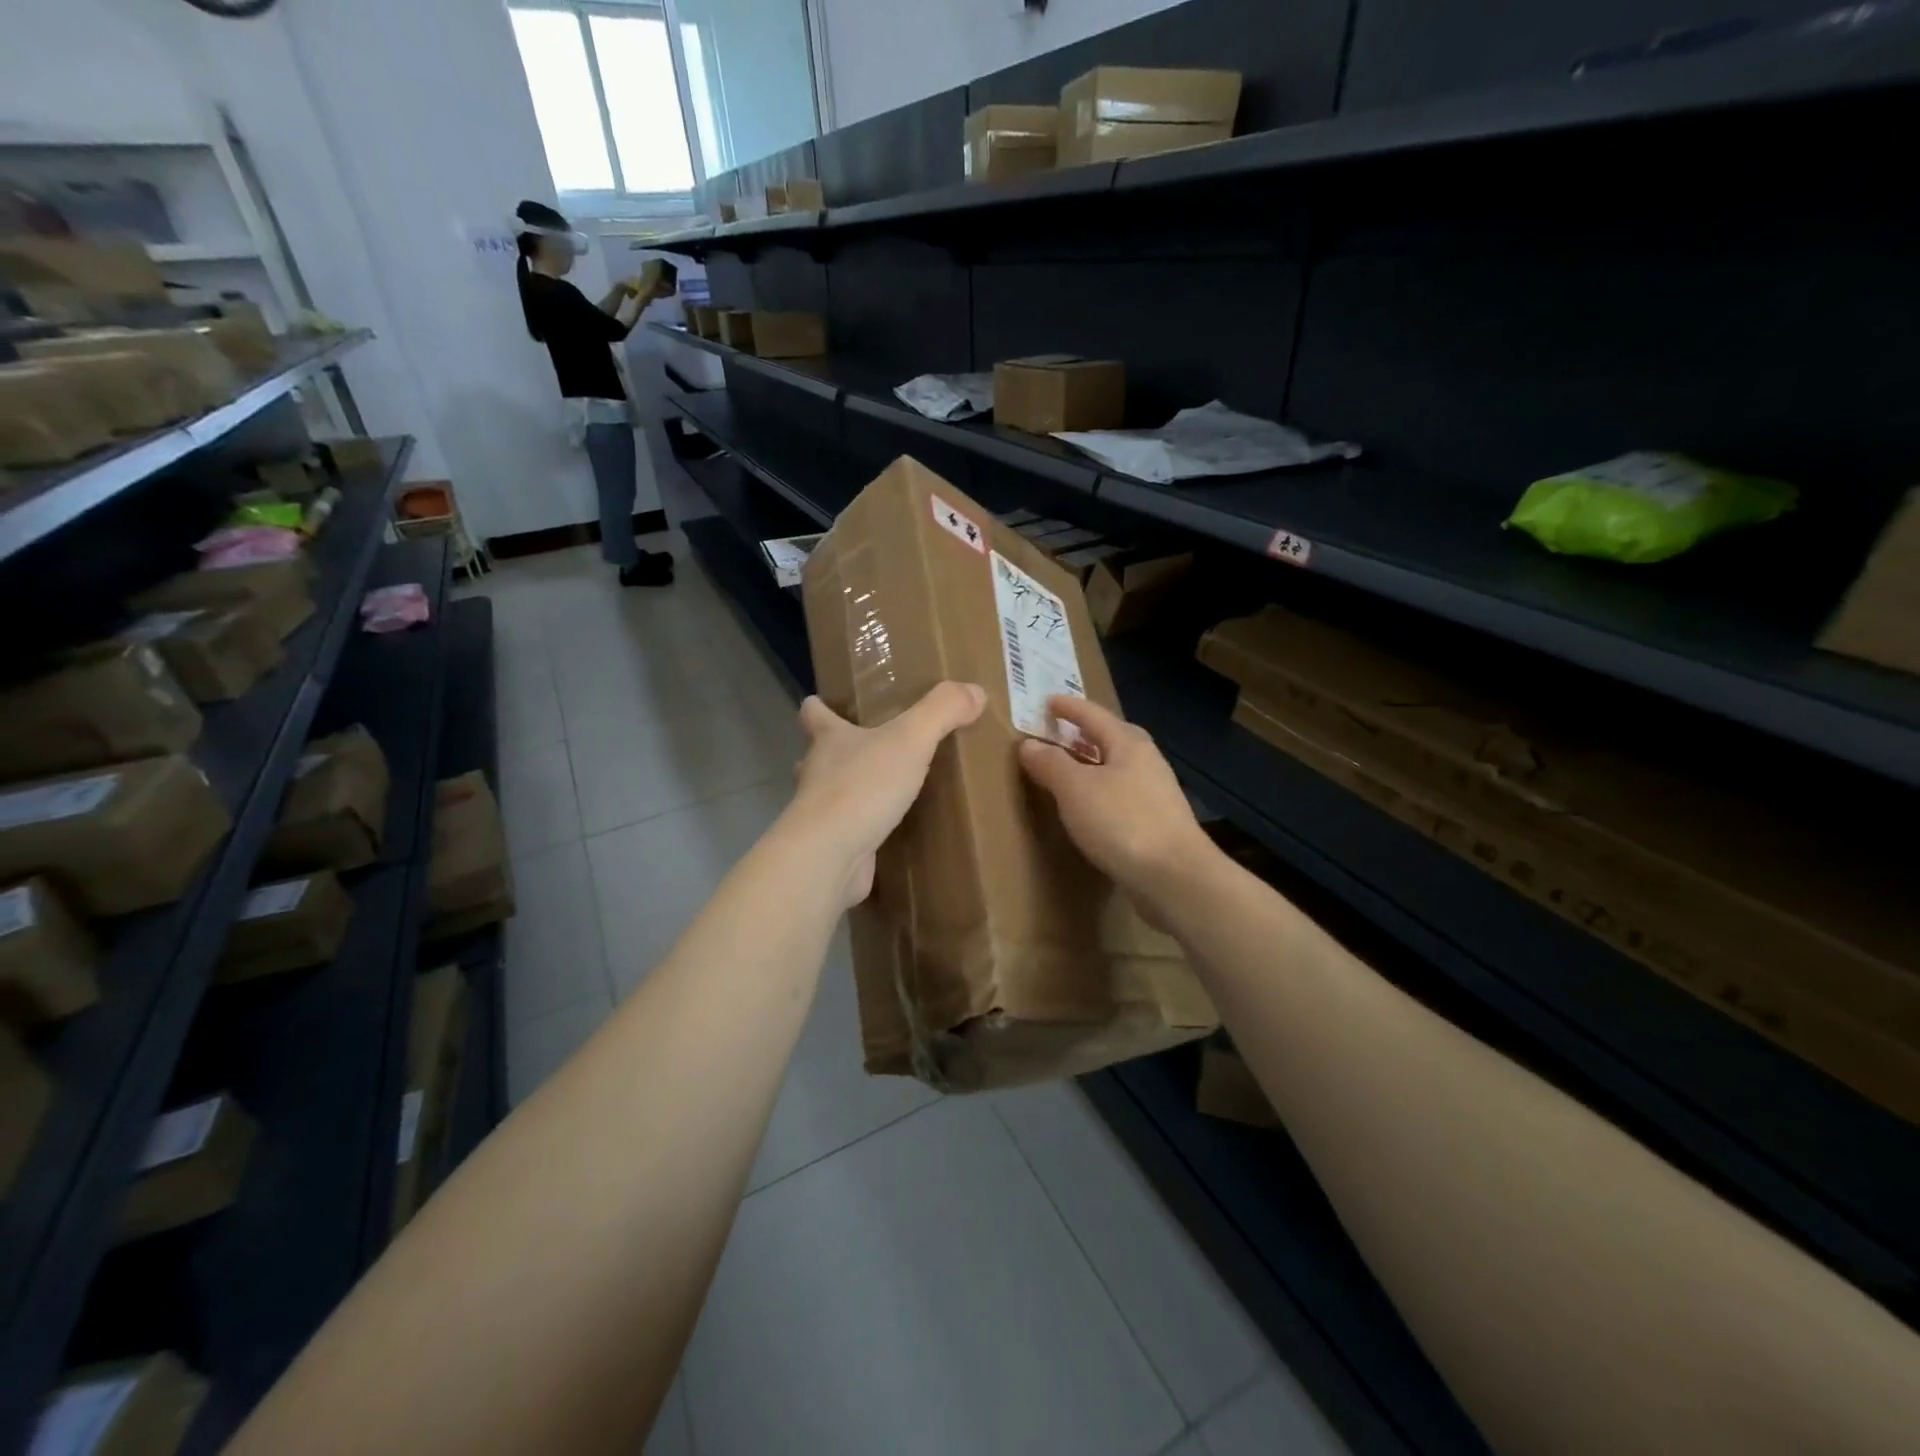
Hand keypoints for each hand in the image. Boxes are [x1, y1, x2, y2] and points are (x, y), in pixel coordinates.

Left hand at [784, 682, 986, 905]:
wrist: (830, 855)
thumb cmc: (862, 786)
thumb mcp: (910, 739)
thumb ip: (942, 711)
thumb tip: (975, 690)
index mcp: (829, 740)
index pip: (814, 714)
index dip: (818, 706)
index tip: (821, 701)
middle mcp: (818, 773)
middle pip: (818, 755)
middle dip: (836, 751)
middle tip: (867, 748)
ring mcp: (820, 814)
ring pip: (831, 794)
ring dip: (849, 790)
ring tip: (881, 789)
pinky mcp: (831, 847)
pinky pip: (848, 831)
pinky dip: (863, 828)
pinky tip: (887, 831)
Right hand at [1018, 695, 1214, 920]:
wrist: (1174, 877)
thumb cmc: (1123, 822)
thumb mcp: (1076, 789)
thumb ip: (1051, 764)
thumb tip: (1029, 744)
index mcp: (1129, 744)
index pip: (1093, 715)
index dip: (1069, 707)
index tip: (1048, 701)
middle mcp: (1146, 762)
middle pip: (1111, 738)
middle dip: (1084, 733)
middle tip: (1058, 731)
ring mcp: (1155, 794)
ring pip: (1117, 767)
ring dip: (1092, 764)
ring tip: (1067, 768)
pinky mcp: (1156, 824)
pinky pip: (1120, 795)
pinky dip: (1100, 791)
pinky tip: (1088, 808)